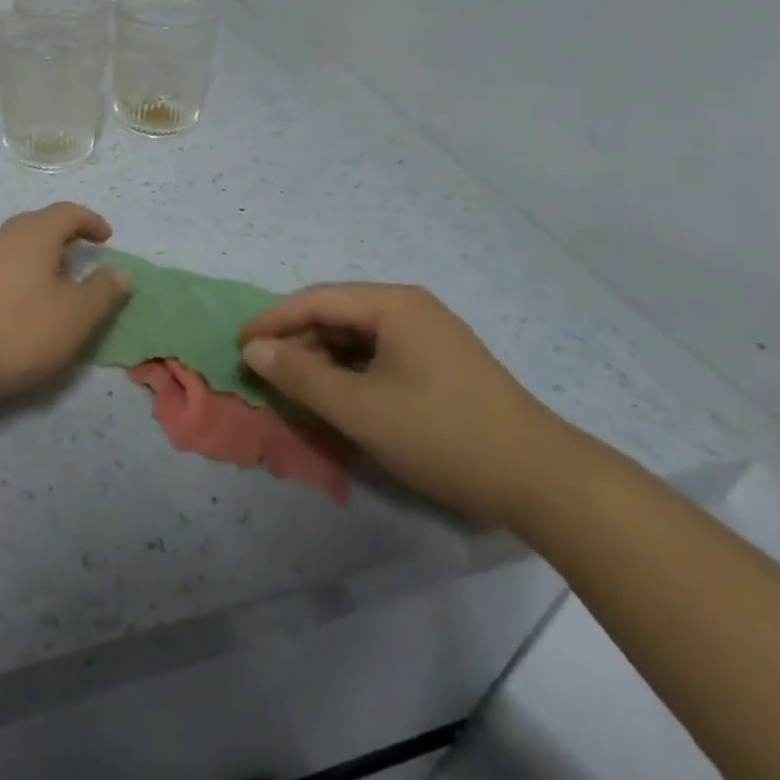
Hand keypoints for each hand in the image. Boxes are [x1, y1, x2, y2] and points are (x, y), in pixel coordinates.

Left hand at [0, 202, 130, 413]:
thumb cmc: (18, 329)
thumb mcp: (75, 315)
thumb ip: (103, 292)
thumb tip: (121, 273)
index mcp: (35, 233)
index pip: (68, 212)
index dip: (91, 222)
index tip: (107, 239)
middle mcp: (3, 237)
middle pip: (38, 226)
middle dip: (64, 239)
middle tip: (82, 260)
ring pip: (16, 249)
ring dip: (40, 260)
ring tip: (55, 287)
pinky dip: (18, 279)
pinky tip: (21, 307)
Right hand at [238, 284, 580, 526]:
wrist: (542, 479)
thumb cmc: (442, 435)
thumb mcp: (360, 408)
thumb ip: (300, 376)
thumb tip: (254, 349)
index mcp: (393, 305)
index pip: (315, 299)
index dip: (272, 321)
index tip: (238, 346)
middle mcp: (411, 308)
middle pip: (336, 314)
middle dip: (296, 340)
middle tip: (263, 371)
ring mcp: (430, 334)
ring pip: (357, 336)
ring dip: (321, 357)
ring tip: (294, 386)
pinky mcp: (441, 362)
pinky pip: (379, 354)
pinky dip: (350, 370)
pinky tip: (337, 395)